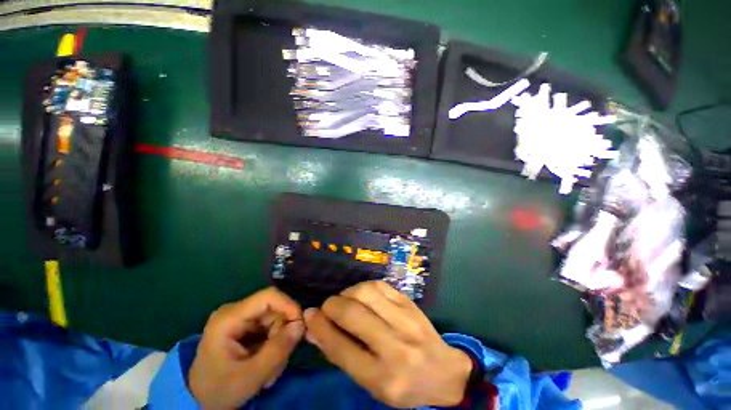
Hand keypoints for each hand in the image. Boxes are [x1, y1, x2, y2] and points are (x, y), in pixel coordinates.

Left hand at [189, 288, 304, 408]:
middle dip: (282, 332)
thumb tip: (301, 325)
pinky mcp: (244, 326)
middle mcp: (235, 311)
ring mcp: (239, 318)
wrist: (199, 401)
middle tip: (280, 360)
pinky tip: (267, 362)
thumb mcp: (251, 376)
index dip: (289, 305)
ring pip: (274, 318)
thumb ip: (278, 350)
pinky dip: (273, 343)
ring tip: (271, 368)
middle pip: (273, 309)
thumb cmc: (220, 390)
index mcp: (229, 318)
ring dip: (279, 341)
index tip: (300, 325)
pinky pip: (269, 326)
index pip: (268, 297)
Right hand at [304, 281, 472, 407]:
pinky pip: (380, 285)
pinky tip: (362, 295)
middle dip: (332, 305)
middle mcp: (395, 346)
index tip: (309, 315)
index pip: (341, 348)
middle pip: (352, 314)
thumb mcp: (371, 383)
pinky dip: (364, 287)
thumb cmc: (404, 385)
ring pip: (366, 292)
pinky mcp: (409, 303)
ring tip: (345, 300)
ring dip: (348, 293)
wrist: (444, 372)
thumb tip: (314, 329)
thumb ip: (341, 355)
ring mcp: (406, 320)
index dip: (320, 327)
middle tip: (327, 307)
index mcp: (382, 377)